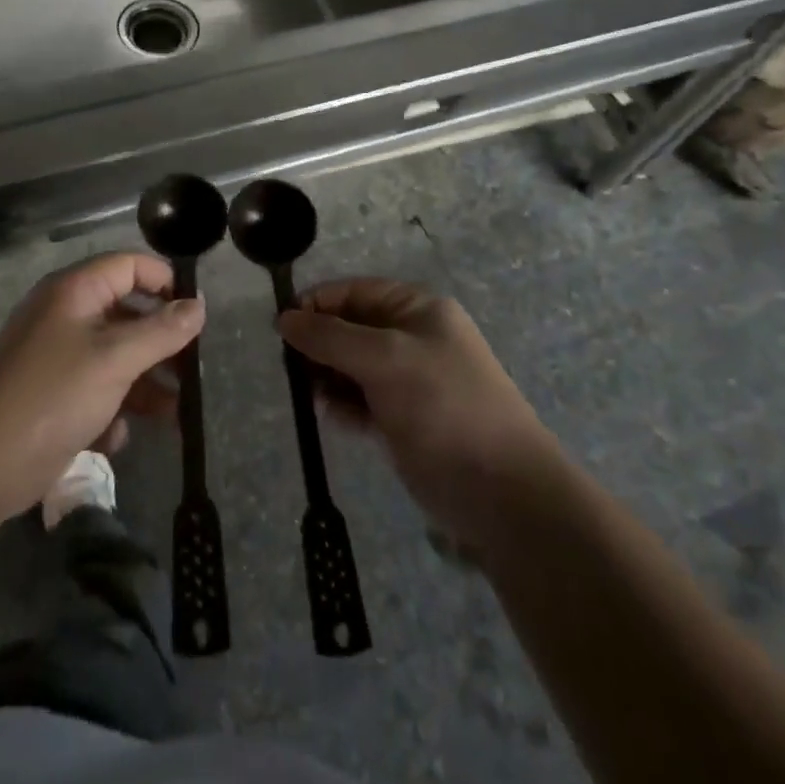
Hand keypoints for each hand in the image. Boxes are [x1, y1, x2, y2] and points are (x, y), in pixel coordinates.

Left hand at [0, 253, 204, 518]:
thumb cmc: (54, 395)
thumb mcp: (116, 359)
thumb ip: (161, 331)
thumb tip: (198, 306)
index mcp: (75, 291)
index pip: (128, 265)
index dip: (164, 281)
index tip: (196, 312)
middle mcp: (65, 315)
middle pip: (126, 313)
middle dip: (161, 342)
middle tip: (193, 367)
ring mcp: (58, 356)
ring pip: (116, 357)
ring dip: (145, 383)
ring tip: (176, 413)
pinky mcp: (54, 394)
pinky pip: (96, 389)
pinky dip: (112, 409)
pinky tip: (115, 437)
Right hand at [278, 278, 556, 548]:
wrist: (502, 492)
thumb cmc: (444, 407)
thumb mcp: (384, 360)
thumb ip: (330, 337)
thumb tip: (284, 319)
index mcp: (417, 310)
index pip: (354, 291)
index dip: (317, 304)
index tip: (282, 327)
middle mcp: (413, 338)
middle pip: (350, 327)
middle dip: (320, 344)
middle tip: (292, 367)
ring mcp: (409, 380)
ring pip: (351, 366)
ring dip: (327, 376)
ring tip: (312, 395)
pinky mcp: (403, 419)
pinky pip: (360, 400)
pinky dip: (343, 405)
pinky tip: (333, 418)